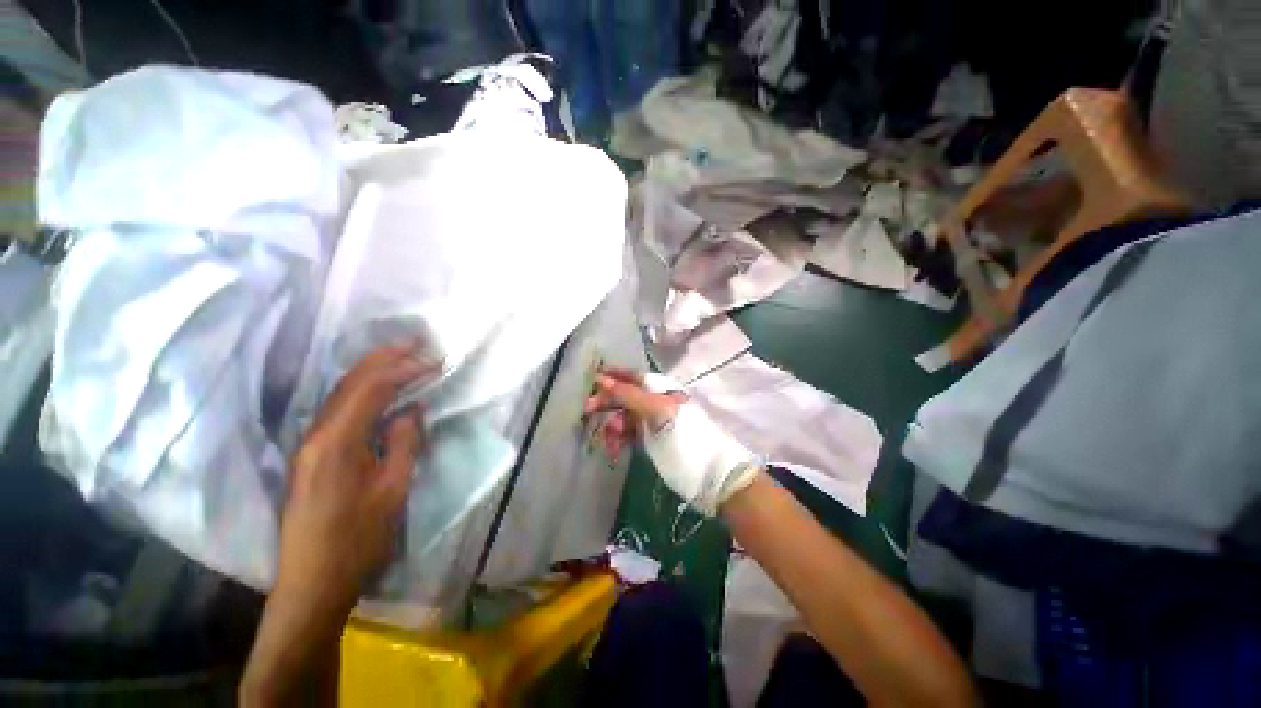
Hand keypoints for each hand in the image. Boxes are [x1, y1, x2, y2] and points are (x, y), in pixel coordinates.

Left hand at [242, 344, 440, 706]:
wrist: (313, 582)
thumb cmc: (357, 539)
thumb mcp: (393, 489)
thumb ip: (404, 443)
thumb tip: (412, 410)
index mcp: (336, 442)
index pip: (372, 389)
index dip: (405, 369)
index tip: (435, 360)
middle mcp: (316, 435)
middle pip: (350, 383)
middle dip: (384, 358)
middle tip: (416, 341)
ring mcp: (310, 445)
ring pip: (342, 395)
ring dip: (373, 372)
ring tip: (402, 357)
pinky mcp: (312, 456)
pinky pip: (339, 412)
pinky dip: (364, 393)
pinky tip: (380, 392)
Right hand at [584, 367, 685, 460]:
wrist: (708, 476)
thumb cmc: (686, 439)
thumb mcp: (658, 412)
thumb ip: (630, 395)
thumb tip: (601, 379)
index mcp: (662, 390)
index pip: (634, 376)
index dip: (614, 375)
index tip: (591, 379)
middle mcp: (656, 401)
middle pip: (626, 395)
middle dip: (608, 402)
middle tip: (587, 410)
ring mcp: (652, 421)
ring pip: (624, 416)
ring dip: (613, 425)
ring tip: (610, 441)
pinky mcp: (650, 440)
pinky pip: (628, 433)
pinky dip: (619, 439)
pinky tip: (614, 449)